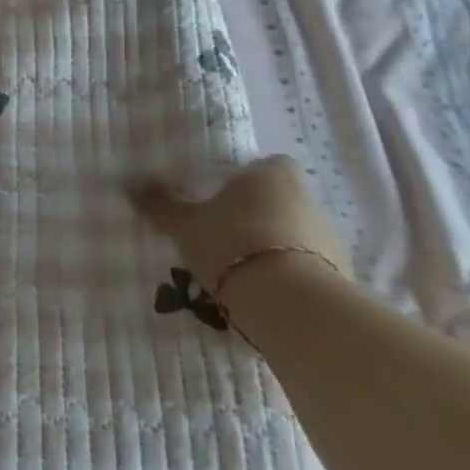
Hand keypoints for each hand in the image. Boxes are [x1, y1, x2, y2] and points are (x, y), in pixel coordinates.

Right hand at [128, 155, 350, 291]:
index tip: (218, 194)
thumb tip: (128, 182)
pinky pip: (305, 264)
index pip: (263, 164)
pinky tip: (260, 289)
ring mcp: (329, 237)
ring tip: (236, 265)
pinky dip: (285, 272)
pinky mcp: (340, 274)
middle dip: (254, 212)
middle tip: (219, 230)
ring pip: (292, 232)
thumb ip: (159, 203)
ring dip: (270, 244)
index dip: (243, 177)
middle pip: (278, 198)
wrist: (292, 305)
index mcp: (271, 175)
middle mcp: (306, 198)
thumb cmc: (232, 244)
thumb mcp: (184, 224)